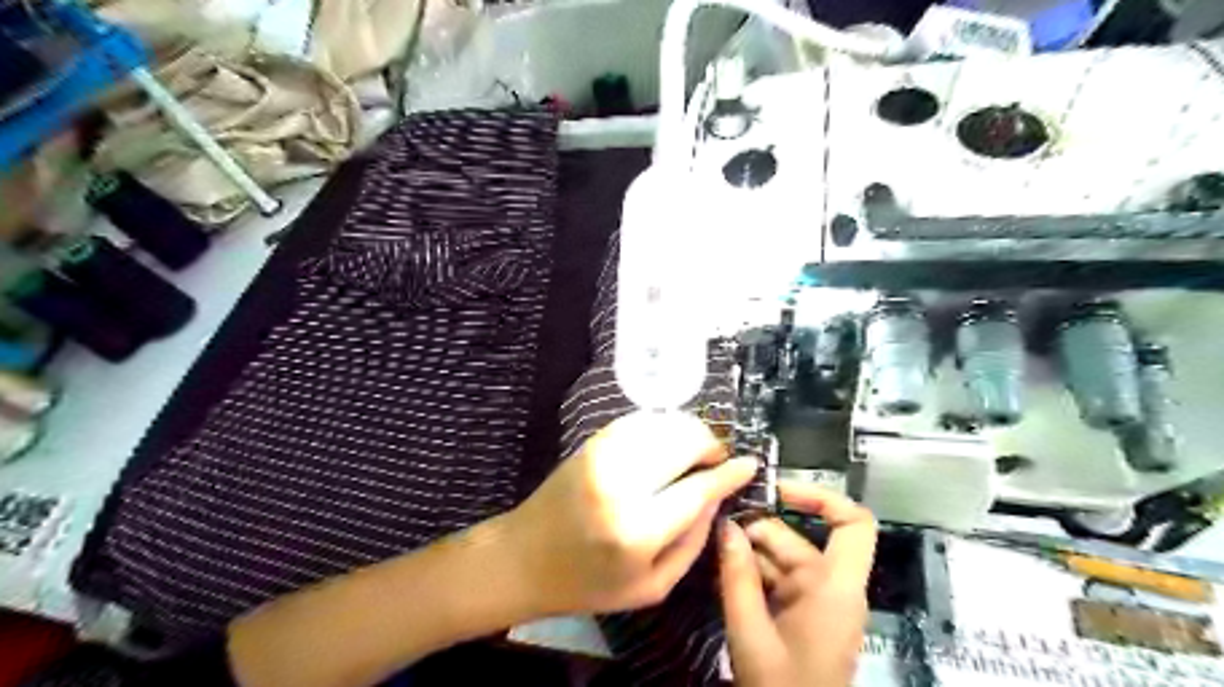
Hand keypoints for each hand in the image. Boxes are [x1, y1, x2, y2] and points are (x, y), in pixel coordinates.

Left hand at [499, 411, 750, 614]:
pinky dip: (663, 425)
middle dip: (711, 444)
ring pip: (664, 424)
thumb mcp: (651, 586)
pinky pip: (640, 421)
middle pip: (683, 442)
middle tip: (717, 459)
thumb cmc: (589, 583)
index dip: (728, 473)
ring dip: (689, 431)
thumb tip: (717, 497)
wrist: (524, 557)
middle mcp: (621, 484)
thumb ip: (693, 542)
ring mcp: (602, 456)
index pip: (698, 489)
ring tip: (696, 451)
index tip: (749, 464)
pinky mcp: (591, 443)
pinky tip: (668, 442)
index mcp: (638, 530)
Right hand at [720, 483, 878, 686]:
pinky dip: (753, 573)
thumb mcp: (750, 632)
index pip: (853, 523)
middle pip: (797, 539)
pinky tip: (724, 572)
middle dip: (755, 531)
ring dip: (749, 553)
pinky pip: (779, 579)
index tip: (778, 489)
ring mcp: (819, 600)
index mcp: (834, 587)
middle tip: (714, 527)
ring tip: (711, 549)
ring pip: (783, 558)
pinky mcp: (805, 613)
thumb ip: (737, 575)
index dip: (821, 497)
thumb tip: (725, 526)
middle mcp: (832, 586)